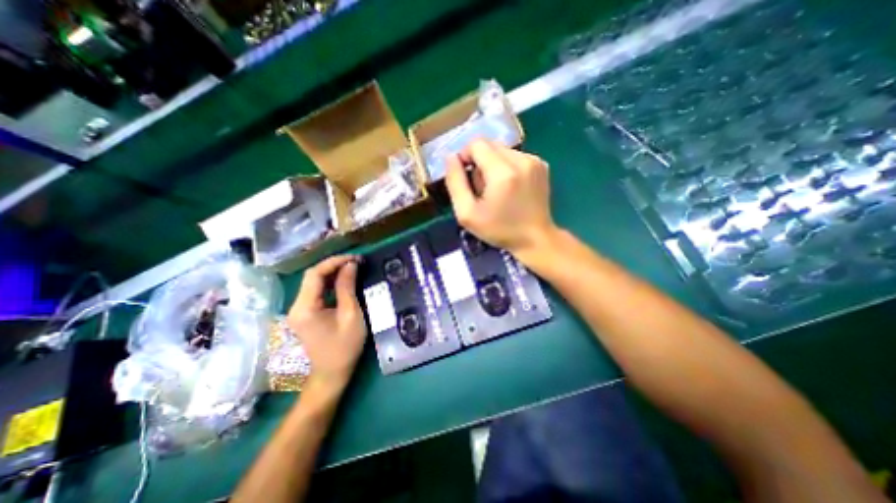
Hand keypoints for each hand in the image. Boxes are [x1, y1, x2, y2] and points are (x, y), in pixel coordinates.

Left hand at [291, 257, 366, 395]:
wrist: (332, 373)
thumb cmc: (344, 346)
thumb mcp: (351, 315)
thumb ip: (348, 288)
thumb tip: (350, 265)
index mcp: (305, 308)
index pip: (315, 274)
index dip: (334, 262)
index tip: (354, 258)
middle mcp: (296, 306)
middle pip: (312, 277)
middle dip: (334, 265)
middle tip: (356, 262)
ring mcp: (299, 310)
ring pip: (314, 283)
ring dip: (333, 273)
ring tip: (353, 268)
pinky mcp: (305, 313)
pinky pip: (316, 292)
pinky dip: (330, 283)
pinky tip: (344, 280)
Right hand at [444, 140, 556, 261]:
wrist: (535, 239)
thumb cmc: (499, 230)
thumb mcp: (467, 214)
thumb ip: (455, 183)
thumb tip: (451, 158)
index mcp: (503, 172)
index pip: (476, 143)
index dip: (465, 156)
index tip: (466, 177)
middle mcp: (521, 160)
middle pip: (489, 144)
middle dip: (479, 161)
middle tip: (481, 187)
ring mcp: (534, 161)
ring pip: (502, 150)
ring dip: (492, 165)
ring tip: (496, 189)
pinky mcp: (541, 164)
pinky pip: (514, 156)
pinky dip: (506, 167)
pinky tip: (509, 187)